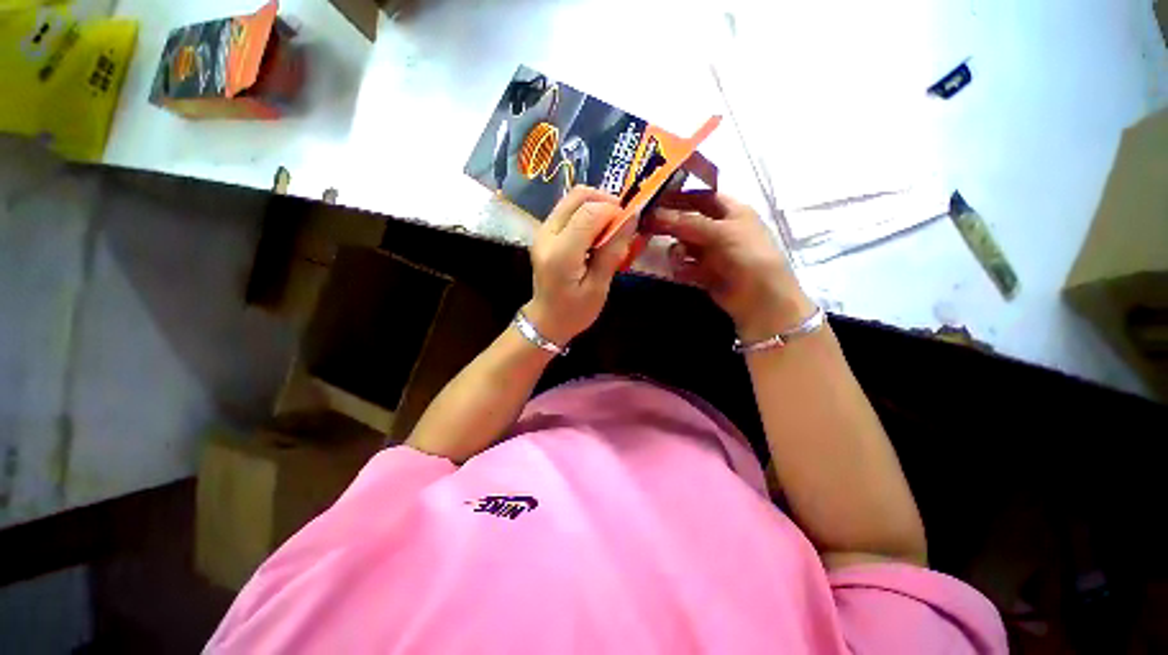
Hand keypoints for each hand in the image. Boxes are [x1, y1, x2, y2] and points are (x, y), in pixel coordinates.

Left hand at [524, 186, 635, 344]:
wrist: (546, 320)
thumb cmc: (575, 311)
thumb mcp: (599, 287)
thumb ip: (612, 251)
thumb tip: (631, 217)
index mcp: (561, 253)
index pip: (590, 212)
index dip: (614, 211)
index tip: (630, 225)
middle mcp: (547, 234)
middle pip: (578, 195)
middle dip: (606, 201)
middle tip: (621, 221)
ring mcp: (542, 230)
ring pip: (572, 198)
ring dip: (596, 205)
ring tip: (610, 227)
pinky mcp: (544, 231)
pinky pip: (568, 209)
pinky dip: (587, 212)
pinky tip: (596, 232)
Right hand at [643, 190, 815, 341]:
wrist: (760, 297)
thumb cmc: (746, 255)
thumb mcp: (719, 232)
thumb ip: (687, 223)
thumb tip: (655, 214)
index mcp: (732, 212)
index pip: (702, 197)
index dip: (681, 197)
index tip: (656, 199)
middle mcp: (721, 230)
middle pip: (689, 222)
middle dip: (672, 225)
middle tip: (649, 226)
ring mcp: (713, 253)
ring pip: (685, 246)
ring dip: (677, 250)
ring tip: (678, 258)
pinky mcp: (705, 273)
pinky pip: (685, 266)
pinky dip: (681, 268)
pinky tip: (682, 272)